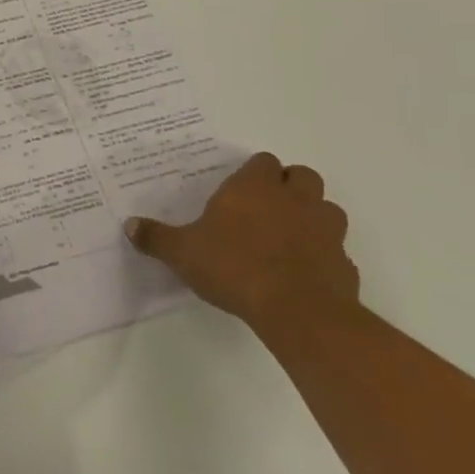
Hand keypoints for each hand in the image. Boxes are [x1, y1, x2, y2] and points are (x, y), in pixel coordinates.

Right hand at [123, 153, 357, 333]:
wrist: (298, 312)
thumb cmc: (234, 267)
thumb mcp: (182, 252)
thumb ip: (157, 238)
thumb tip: (129, 226)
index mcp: (255, 187)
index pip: (263, 161)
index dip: (255, 173)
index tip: (240, 190)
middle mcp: (294, 200)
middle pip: (303, 176)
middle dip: (290, 186)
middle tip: (267, 207)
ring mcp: (326, 231)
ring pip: (328, 210)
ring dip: (313, 218)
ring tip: (289, 237)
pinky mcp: (345, 265)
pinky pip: (337, 253)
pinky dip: (324, 258)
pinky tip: (303, 275)